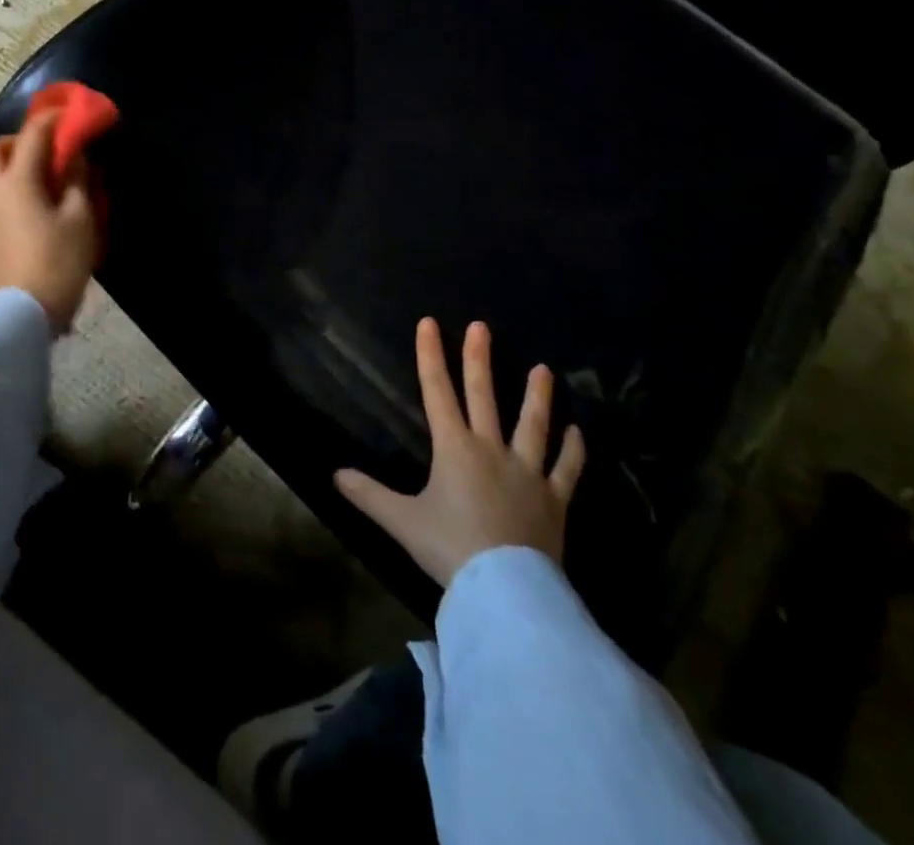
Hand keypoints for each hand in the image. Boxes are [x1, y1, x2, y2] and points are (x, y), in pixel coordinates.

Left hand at [0, 110, 98, 333]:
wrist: (23, 311)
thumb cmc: (58, 261)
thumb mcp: (80, 217)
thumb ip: (78, 179)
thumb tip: (76, 155)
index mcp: (17, 180)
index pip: (33, 133)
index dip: (53, 118)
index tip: (72, 111)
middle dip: (23, 139)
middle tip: (51, 148)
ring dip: (16, 162)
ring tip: (46, 176)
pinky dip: (12, 183)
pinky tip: (35, 200)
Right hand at [335, 318, 585, 587]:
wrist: (504, 590)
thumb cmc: (450, 548)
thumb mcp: (401, 521)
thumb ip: (369, 495)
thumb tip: (335, 474)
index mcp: (454, 448)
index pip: (437, 392)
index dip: (431, 356)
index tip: (430, 323)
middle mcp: (491, 449)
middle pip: (483, 396)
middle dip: (479, 359)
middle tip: (481, 327)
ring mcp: (527, 472)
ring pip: (532, 425)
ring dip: (537, 396)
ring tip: (544, 369)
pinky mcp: (554, 500)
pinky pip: (566, 470)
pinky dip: (573, 451)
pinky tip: (577, 433)